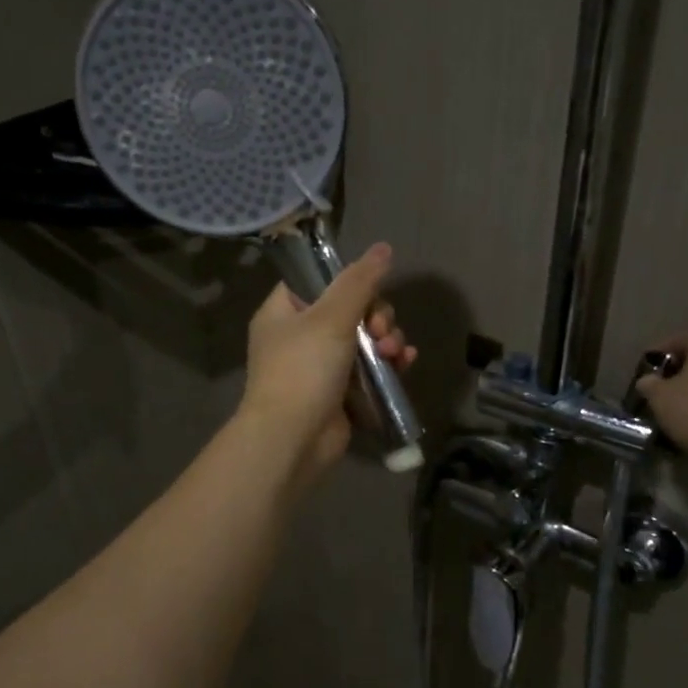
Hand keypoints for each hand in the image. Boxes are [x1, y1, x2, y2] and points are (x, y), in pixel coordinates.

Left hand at [238, 241, 415, 480]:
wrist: (292, 440)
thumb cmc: (303, 370)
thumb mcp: (331, 318)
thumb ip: (360, 282)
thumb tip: (383, 248)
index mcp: (283, 312)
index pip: (315, 280)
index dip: (346, 280)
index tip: (368, 288)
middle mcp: (298, 337)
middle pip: (349, 309)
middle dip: (376, 316)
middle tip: (382, 330)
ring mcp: (319, 367)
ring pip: (364, 339)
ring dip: (387, 340)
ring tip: (394, 352)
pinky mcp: (339, 393)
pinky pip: (369, 369)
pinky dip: (387, 364)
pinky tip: (404, 363)